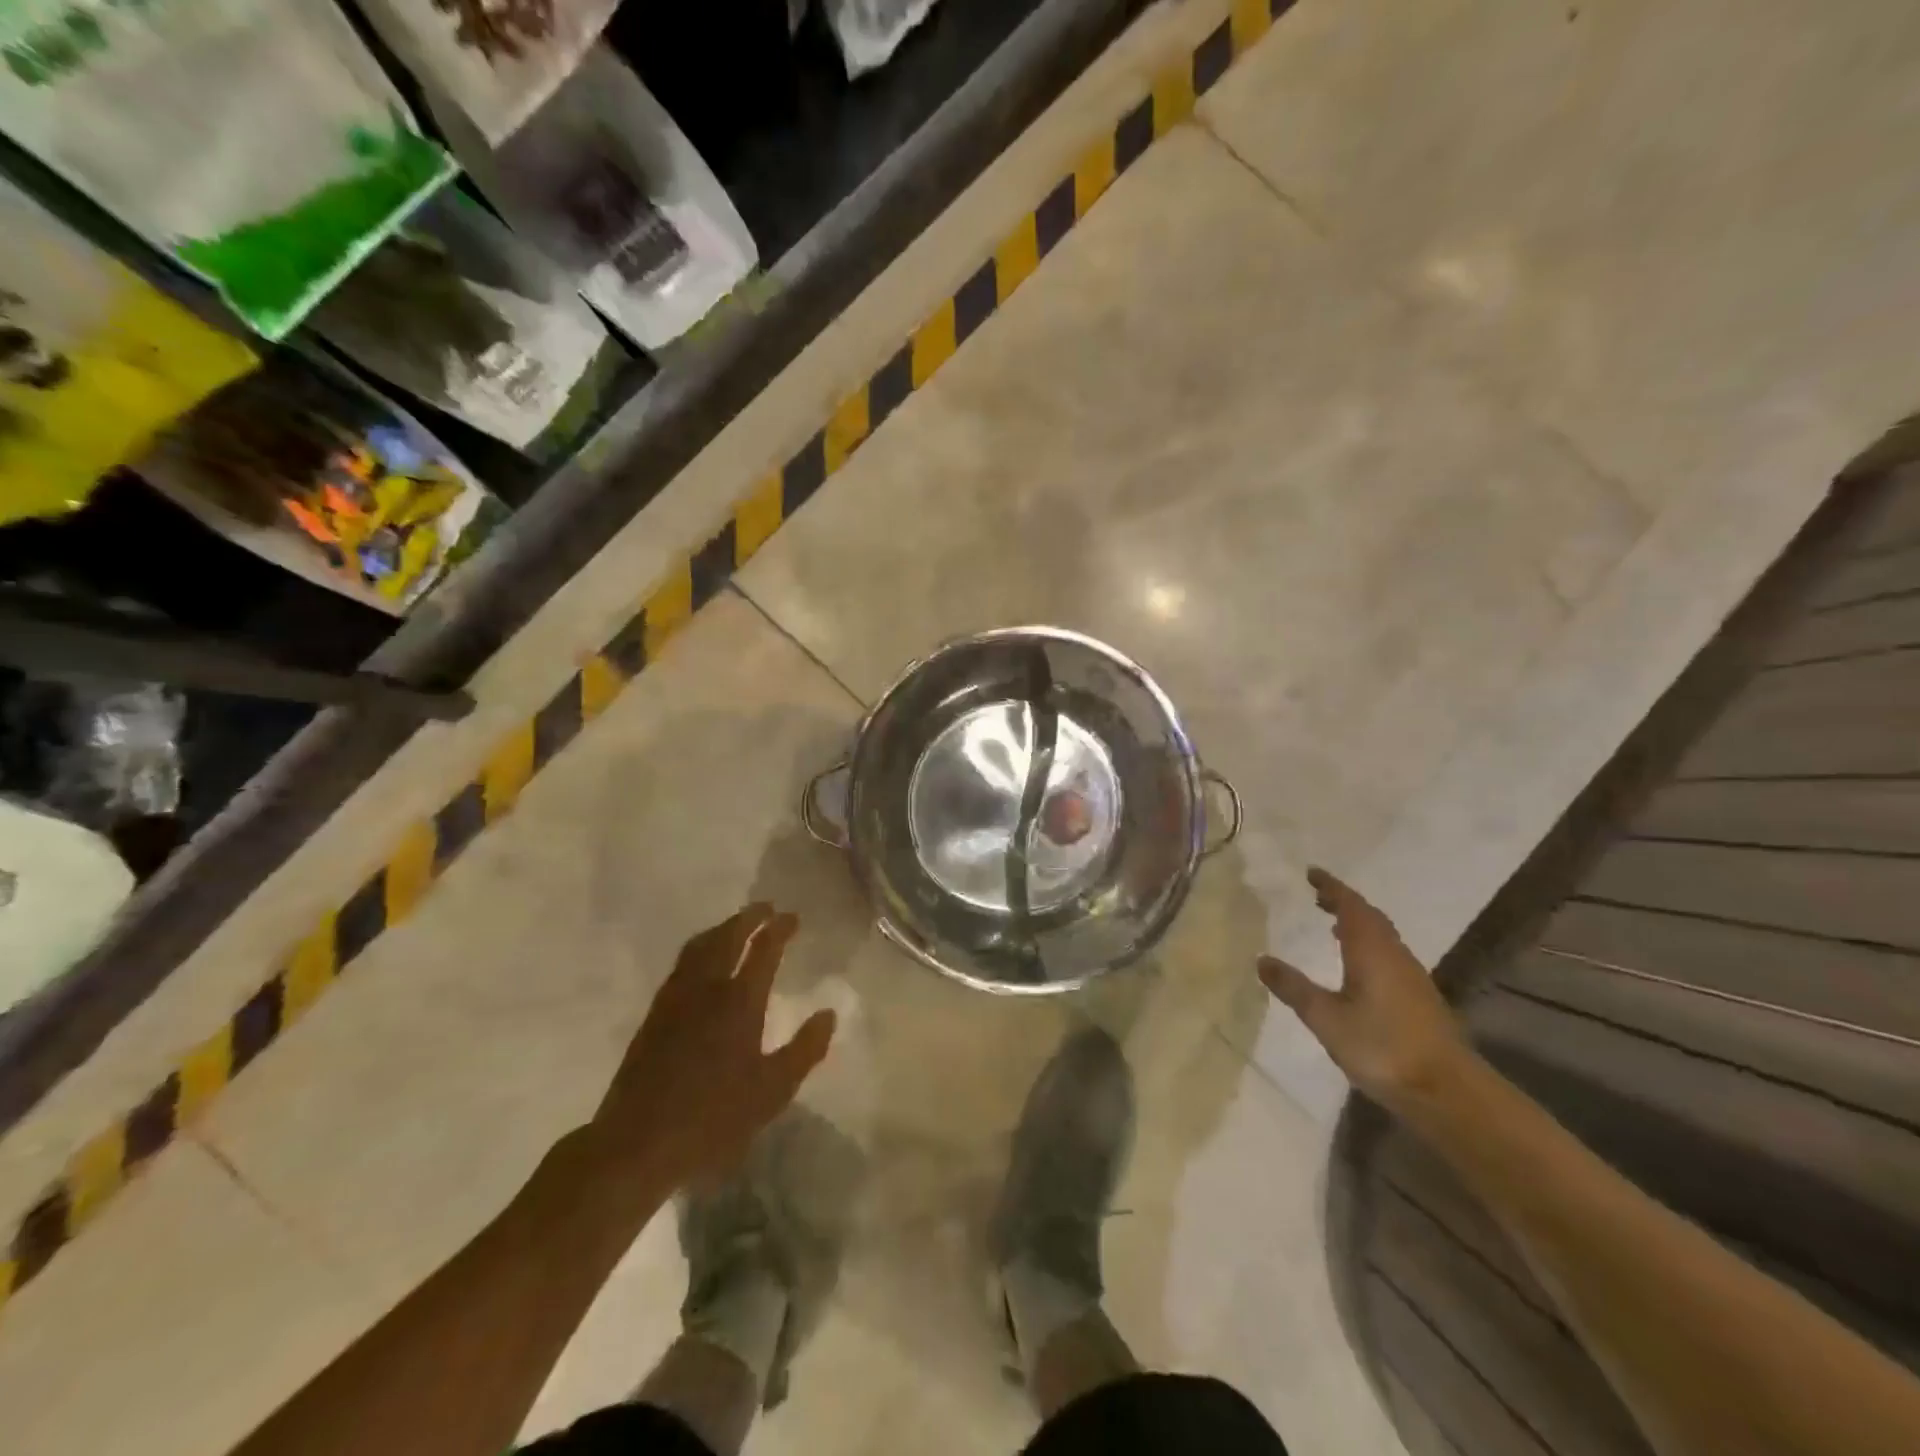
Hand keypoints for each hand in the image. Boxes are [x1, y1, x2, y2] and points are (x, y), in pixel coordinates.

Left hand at [592, 904, 836, 1189]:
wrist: (637, 1142)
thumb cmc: (713, 1118)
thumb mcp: (772, 1091)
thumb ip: (804, 1049)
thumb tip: (829, 1013)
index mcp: (739, 1002)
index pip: (763, 950)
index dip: (779, 929)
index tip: (792, 916)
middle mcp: (706, 989)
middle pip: (727, 937)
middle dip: (749, 917)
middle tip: (766, 907)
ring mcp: (675, 999)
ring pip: (699, 947)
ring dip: (722, 929)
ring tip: (736, 925)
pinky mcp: (654, 1014)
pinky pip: (682, 964)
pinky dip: (700, 948)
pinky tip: (702, 962)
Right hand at [1257, 868, 1471, 1110]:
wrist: (1448, 1093)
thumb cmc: (1382, 1047)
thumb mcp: (1326, 1018)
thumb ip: (1294, 988)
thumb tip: (1262, 959)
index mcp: (1371, 951)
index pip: (1351, 906)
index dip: (1331, 887)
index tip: (1311, 873)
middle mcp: (1394, 956)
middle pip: (1370, 917)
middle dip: (1344, 903)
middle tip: (1318, 896)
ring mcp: (1411, 978)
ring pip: (1382, 937)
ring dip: (1358, 924)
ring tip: (1333, 925)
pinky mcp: (1419, 999)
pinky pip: (1388, 955)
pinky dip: (1368, 946)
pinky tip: (1357, 966)